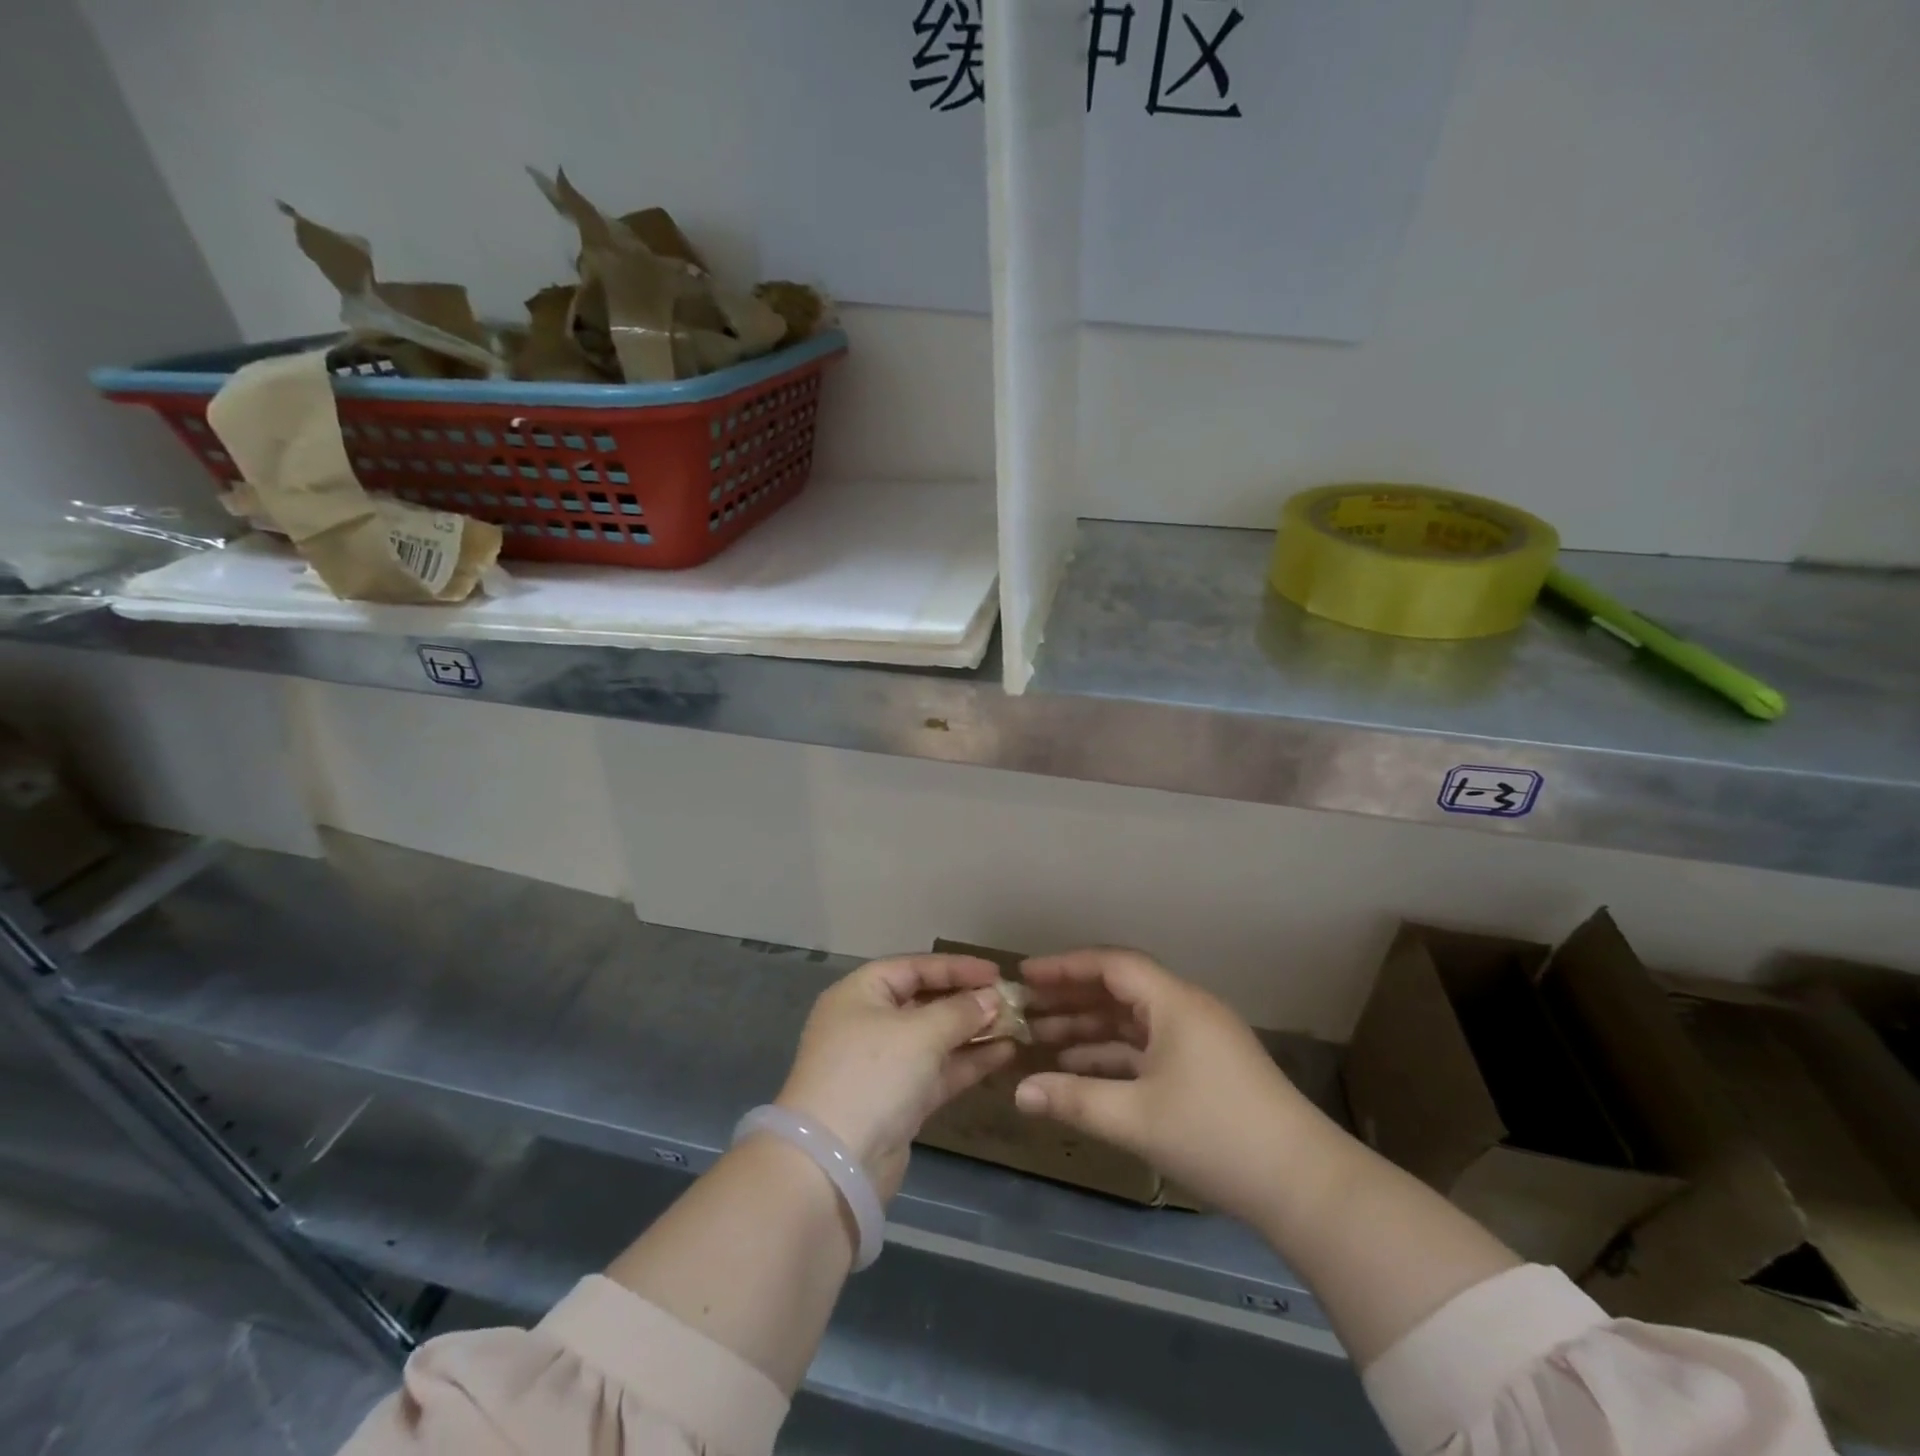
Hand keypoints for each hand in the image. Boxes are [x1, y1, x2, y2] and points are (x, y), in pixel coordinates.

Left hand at [777, 954, 1016, 1199]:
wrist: (834, 1165)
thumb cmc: (872, 1075)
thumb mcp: (920, 1033)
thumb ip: (960, 1011)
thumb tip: (993, 998)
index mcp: (860, 994)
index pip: (914, 967)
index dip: (956, 967)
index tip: (997, 973)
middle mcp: (869, 1023)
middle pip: (925, 1001)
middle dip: (968, 1000)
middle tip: (1012, 1001)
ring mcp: (884, 1064)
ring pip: (935, 1038)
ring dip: (973, 1031)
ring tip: (1017, 1025)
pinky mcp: (899, 1100)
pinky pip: (938, 1070)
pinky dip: (968, 1061)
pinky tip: (1004, 1053)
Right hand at [1013, 947, 1315, 1222]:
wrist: (1304, 1185)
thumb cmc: (1216, 1135)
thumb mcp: (1137, 1118)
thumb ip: (1073, 1100)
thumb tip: (1018, 1092)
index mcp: (1174, 1003)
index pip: (1111, 965)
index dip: (1065, 966)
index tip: (1026, 974)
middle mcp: (1186, 1009)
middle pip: (1119, 990)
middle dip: (1072, 998)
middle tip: (1027, 1009)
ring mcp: (1199, 1039)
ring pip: (1133, 1021)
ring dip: (1090, 1028)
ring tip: (1043, 1040)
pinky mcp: (1206, 1068)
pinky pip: (1148, 1047)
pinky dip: (1114, 1054)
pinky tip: (1082, 1071)